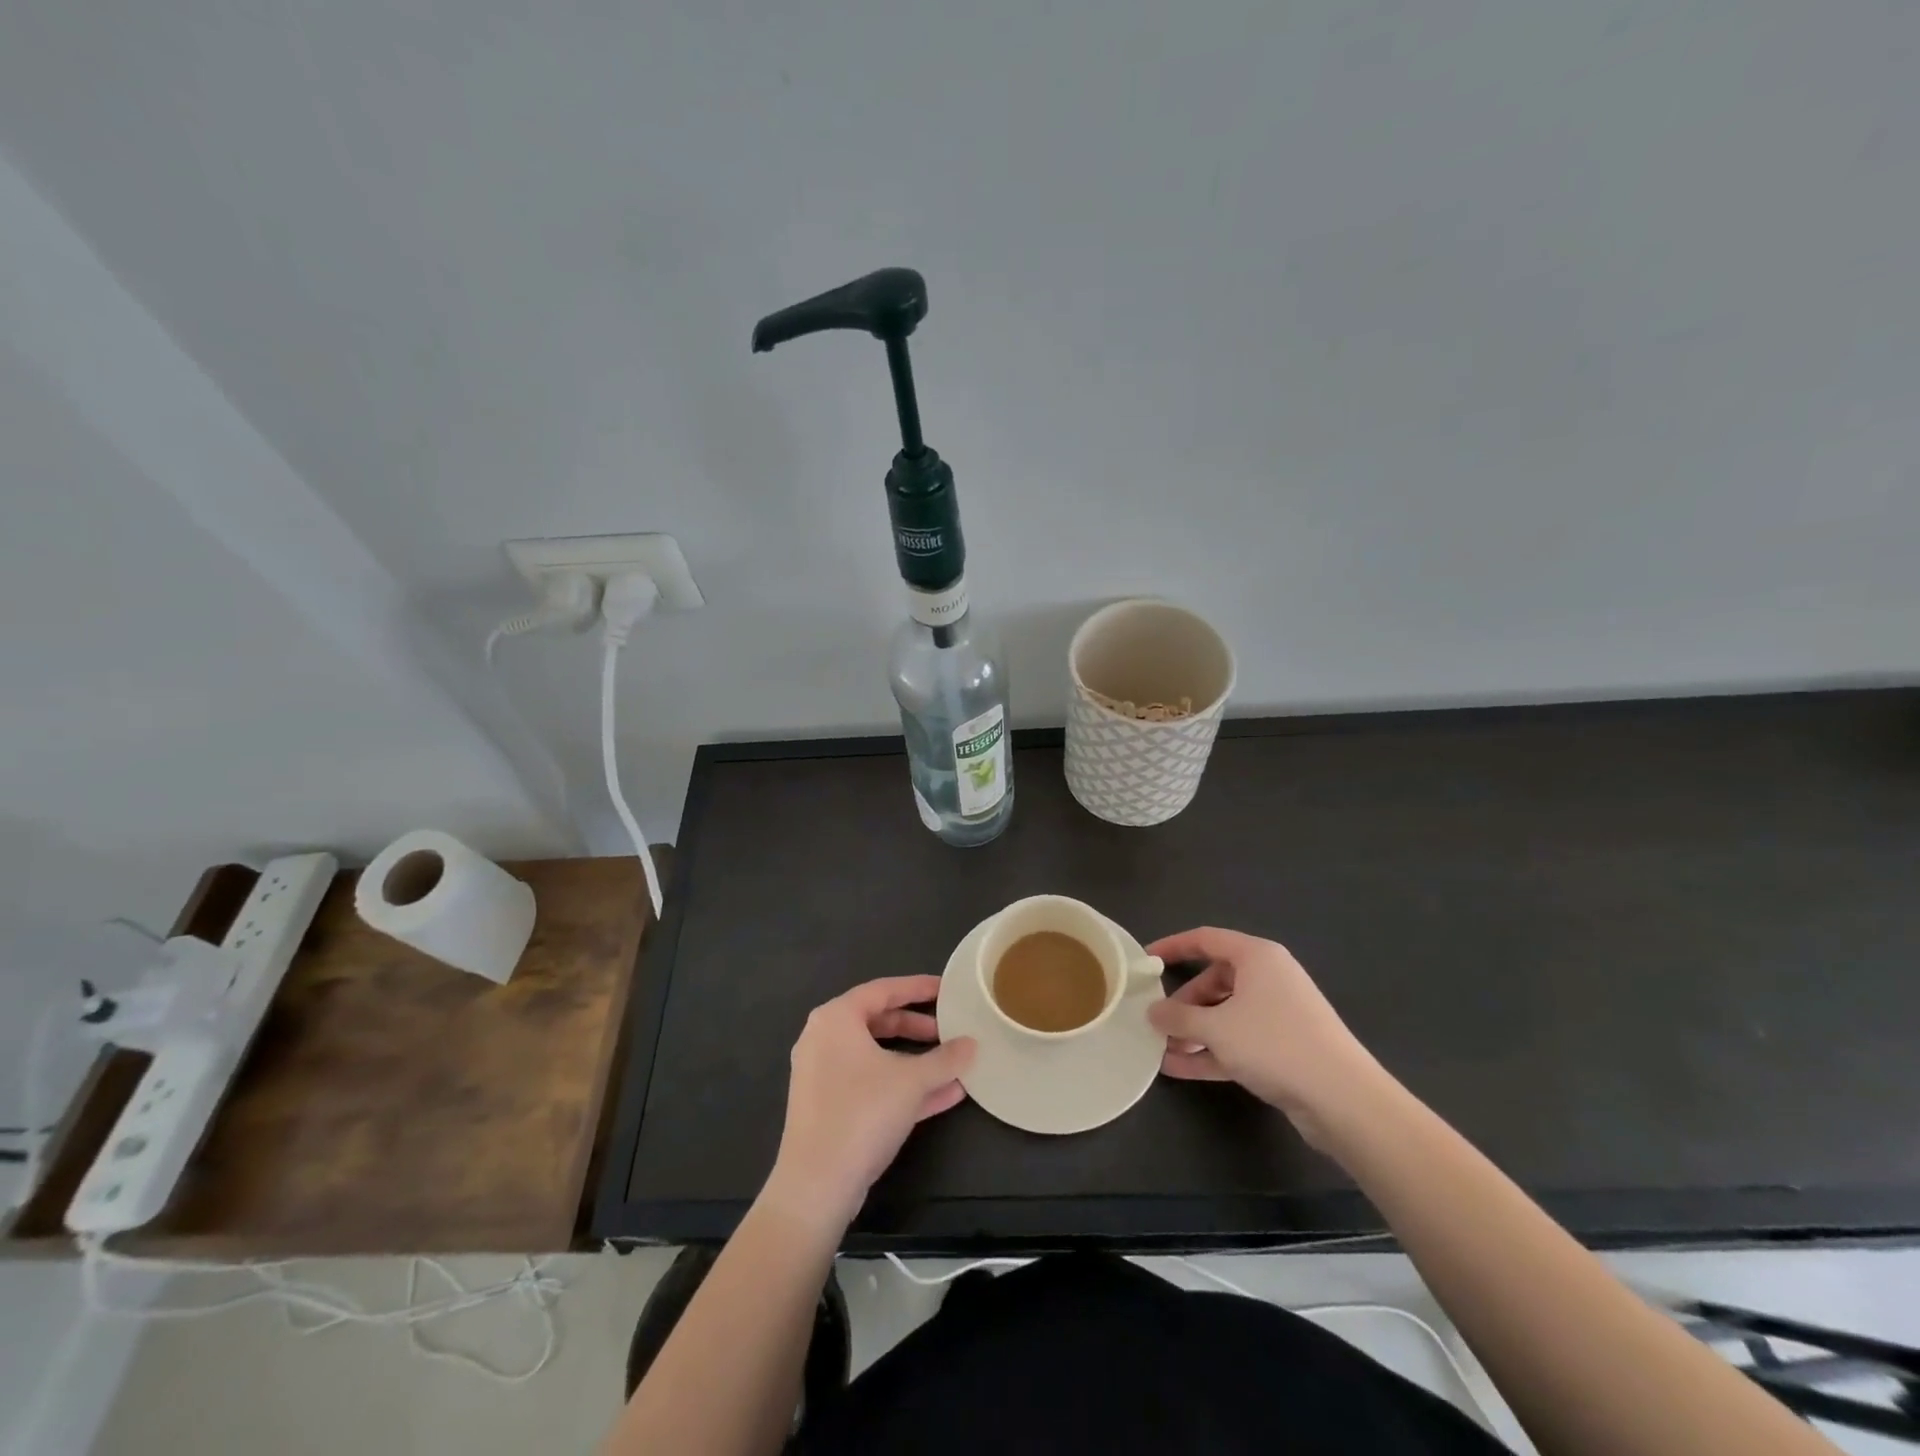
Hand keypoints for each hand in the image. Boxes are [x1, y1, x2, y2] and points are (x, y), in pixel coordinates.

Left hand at [767, 976, 975, 1227]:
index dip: (918, 987)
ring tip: (952, 1062)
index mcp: (836, 1018)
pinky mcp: (829, 1107)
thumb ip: (945, 1059)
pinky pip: (872, 1084)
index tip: (946, 988)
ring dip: (915, 1059)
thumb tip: (972, 1044)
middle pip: (878, 1021)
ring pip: (877, 1056)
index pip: (883, 990)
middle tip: (949, 1029)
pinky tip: (944, 1094)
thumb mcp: (912, 1081)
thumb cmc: (862, 1113)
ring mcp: (824, 1075)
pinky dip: (903, 1085)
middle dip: (917, 1026)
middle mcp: (824, 1039)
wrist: (817, 1185)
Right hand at [1147, 927, 1386, 1147]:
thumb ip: (1179, 1017)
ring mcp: (1278, 1015)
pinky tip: (1179, 1069)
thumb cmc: (1275, 1044)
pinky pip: (1237, 1041)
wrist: (1343, 1100)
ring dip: (1194, 1031)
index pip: (1205, 939)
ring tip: (1161, 1049)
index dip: (1173, 946)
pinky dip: (1211, 1051)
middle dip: (1183, 1003)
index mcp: (1257, 957)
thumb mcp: (1216, 1028)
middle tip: (1156, 1020)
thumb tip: (1153, 1011)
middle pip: (1214, 980)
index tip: (1145, 959)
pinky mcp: (1283, 1048)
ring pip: (1225, 1014)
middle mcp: (1269, 979)